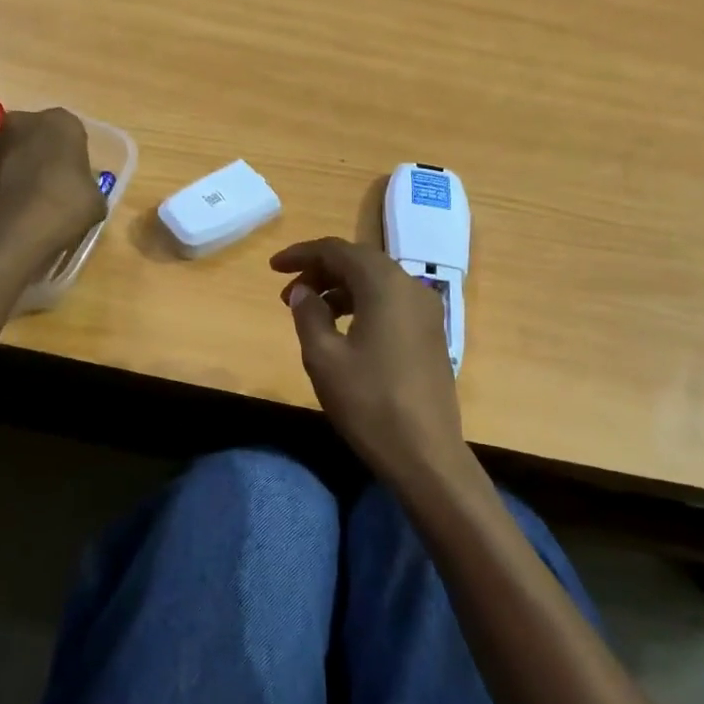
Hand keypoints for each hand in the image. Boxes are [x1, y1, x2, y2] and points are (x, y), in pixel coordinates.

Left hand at [0, 108, 105, 266]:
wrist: (12, 233)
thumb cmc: (65, 207)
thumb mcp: (96, 200)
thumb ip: (88, 185)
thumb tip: (81, 190)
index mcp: (62, 121)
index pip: (74, 133)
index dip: (76, 157)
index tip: (77, 179)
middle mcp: (26, 120)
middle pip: (41, 135)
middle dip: (46, 155)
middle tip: (55, 185)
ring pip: (18, 151)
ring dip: (24, 167)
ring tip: (34, 200)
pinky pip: (0, 170)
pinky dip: (7, 183)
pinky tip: (17, 207)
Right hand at [270, 237, 467, 481]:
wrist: (426, 453)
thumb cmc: (369, 402)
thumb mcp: (324, 357)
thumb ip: (308, 314)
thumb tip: (302, 291)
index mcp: (385, 285)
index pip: (337, 251)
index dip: (302, 254)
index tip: (273, 268)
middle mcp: (410, 286)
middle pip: (359, 261)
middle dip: (320, 270)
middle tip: (289, 293)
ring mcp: (426, 310)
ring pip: (376, 281)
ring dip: (340, 288)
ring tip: (310, 313)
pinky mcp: (430, 333)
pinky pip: (390, 301)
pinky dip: (362, 303)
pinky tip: (342, 328)